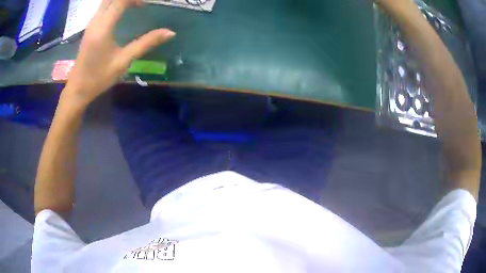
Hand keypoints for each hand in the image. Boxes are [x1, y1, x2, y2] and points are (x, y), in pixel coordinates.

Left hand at [65, 0, 174, 106]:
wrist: (77, 89)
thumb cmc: (99, 77)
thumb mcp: (123, 61)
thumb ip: (145, 43)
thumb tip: (170, 32)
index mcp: (104, 27)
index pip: (121, 0)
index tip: (148, 4)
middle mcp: (96, 20)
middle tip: (142, 4)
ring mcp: (91, 23)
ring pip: (107, 1)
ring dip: (122, 1)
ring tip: (136, 5)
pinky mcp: (90, 27)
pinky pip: (104, 7)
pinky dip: (116, 4)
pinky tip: (124, 11)